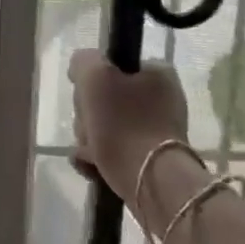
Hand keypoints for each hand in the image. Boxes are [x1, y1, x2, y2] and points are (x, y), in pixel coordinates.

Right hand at [67, 50, 190, 203]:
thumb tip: (82, 69)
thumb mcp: (94, 75)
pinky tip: (89, 165)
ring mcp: (156, 132)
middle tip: (89, 125)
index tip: (86, 92)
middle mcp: (162, 100)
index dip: (93, 76)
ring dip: (89, 137)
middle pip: (105, 97)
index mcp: (158, 75)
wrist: (150, 182)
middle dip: (88, 113)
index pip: (114, 64)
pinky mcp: (148, 160)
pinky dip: (96, 157)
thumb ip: (84, 61)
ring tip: (90, 152)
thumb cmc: (123, 122)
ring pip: (105, 125)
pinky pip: (112, 150)